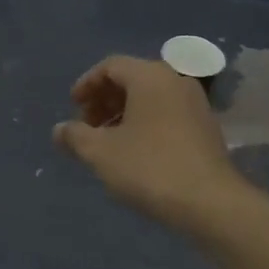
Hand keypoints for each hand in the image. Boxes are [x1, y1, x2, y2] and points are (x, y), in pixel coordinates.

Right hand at [53, 55, 245, 232]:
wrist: (210, 202)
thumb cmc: (149, 168)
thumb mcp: (100, 152)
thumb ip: (75, 136)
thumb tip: (59, 130)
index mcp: (150, 76)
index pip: (111, 66)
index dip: (86, 84)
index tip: (72, 107)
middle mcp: (176, 80)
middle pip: (132, 79)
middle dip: (104, 100)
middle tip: (87, 127)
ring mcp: (196, 104)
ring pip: (150, 98)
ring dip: (123, 114)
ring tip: (107, 142)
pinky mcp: (206, 127)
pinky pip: (167, 113)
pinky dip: (145, 123)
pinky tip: (134, 152)